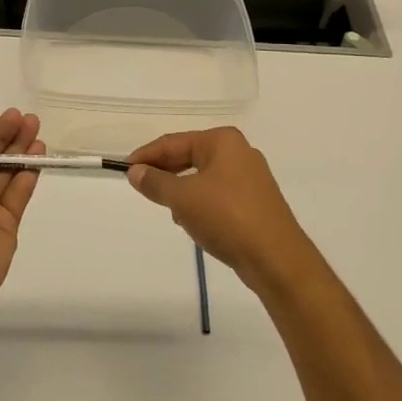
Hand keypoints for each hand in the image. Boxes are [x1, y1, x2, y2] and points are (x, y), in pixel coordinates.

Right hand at [126, 127, 310, 291]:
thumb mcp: (183, 199)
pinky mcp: (255, 202)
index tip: (124, 169)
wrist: (277, 259)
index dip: (147, 155)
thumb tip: (135, 172)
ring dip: (183, 192)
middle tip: (140, 188)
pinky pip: (217, 195)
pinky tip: (194, 223)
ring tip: (169, 210)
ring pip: (203, 178)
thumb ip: (156, 182)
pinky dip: (201, 204)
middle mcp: (239, 152)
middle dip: (166, 174)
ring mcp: (250, 177)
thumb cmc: (227, 217)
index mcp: (222, 141)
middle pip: (190, 157)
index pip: (174, 142)